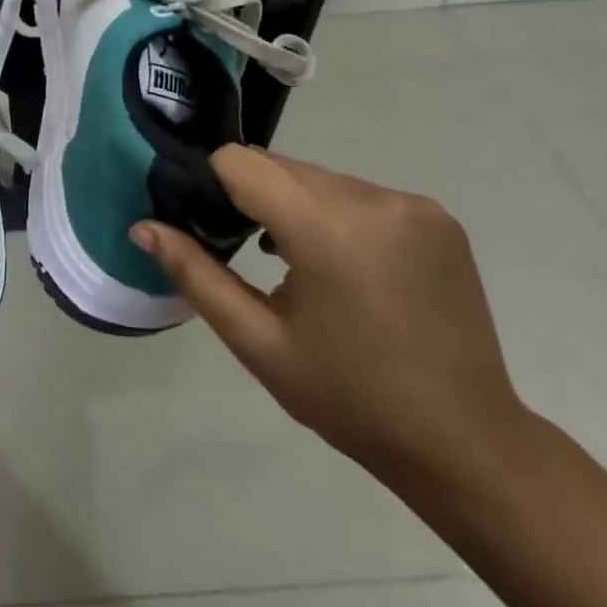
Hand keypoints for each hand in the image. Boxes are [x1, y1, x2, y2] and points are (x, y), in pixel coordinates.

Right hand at [131, 146, 526, 487]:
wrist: (465, 442)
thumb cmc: (348, 397)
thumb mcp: (257, 341)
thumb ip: (195, 274)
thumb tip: (142, 227)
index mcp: (328, 229)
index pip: (241, 163)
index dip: (208, 184)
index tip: (200, 224)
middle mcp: (375, 199)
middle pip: (279, 166)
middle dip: (247, 196)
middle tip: (237, 250)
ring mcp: (414, 206)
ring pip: (317, 177)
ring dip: (290, 205)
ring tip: (288, 263)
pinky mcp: (438, 218)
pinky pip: (358, 194)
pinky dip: (331, 213)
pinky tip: (337, 264)